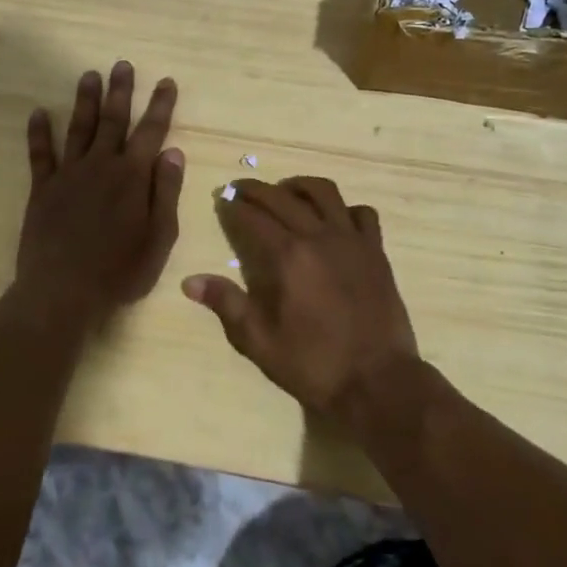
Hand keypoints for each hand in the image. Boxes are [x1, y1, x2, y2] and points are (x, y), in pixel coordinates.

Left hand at [16, 62, 183, 322]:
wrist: (62, 292)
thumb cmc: (120, 270)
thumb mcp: (160, 237)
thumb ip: (167, 192)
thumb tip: (173, 152)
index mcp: (133, 176)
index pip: (151, 131)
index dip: (161, 105)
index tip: (166, 81)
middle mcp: (101, 165)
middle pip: (113, 120)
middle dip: (121, 91)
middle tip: (122, 64)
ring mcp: (69, 174)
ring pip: (79, 128)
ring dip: (85, 100)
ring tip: (89, 75)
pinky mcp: (43, 189)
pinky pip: (40, 154)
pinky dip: (38, 132)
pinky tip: (37, 113)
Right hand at [182, 177, 419, 425]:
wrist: (376, 380)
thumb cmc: (313, 364)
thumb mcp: (259, 341)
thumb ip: (227, 304)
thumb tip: (190, 281)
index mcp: (287, 256)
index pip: (253, 217)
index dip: (233, 206)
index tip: (221, 199)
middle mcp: (319, 237)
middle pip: (283, 197)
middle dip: (257, 189)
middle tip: (240, 189)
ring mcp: (352, 240)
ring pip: (325, 193)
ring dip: (300, 186)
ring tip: (285, 192)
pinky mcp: (376, 251)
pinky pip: (362, 213)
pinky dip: (345, 208)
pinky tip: (334, 219)